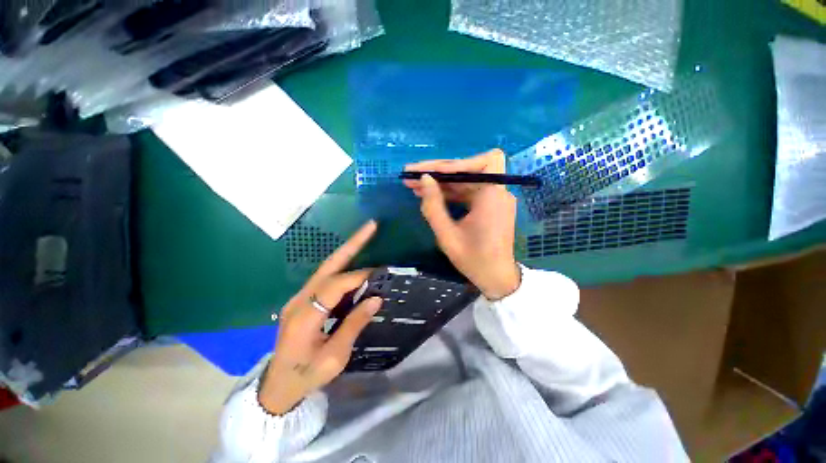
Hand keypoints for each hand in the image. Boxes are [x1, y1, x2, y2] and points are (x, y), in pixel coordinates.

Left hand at [259, 221, 381, 414]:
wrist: (277, 386)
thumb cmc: (306, 375)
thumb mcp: (334, 357)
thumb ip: (354, 325)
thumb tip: (376, 299)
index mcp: (304, 317)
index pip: (335, 286)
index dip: (358, 276)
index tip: (380, 274)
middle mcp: (299, 300)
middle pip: (329, 264)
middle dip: (352, 244)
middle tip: (371, 226)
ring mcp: (299, 297)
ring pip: (327, 267)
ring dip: (348, 250)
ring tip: (367, 236)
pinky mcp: (303, 299)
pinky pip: (326, 277)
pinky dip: (343, 266)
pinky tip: (356, 262)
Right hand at [404, 149, 520, 300]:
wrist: (495, 278)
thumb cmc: (474, 259)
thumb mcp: (447, 235)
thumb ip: (433, 206)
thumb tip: (424, 179)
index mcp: (493, 196)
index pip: (483, 162)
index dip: (457, 162)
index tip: (431, 171)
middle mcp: (497, 192)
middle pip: (468, 170)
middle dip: (438, 172)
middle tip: (411, 175)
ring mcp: (493, 198)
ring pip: (464, 181)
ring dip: (440, 182)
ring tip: (414, 185)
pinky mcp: (488, 206)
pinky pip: (467, 192)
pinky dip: (449, 192)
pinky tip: (429, 195)